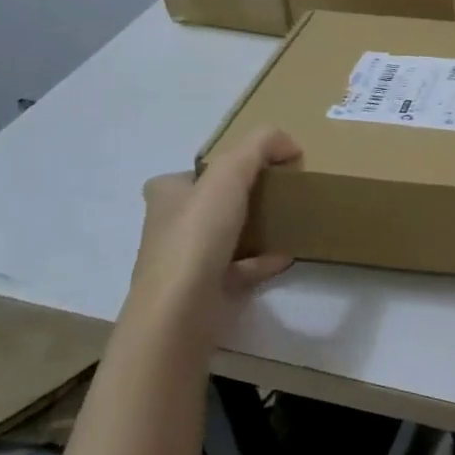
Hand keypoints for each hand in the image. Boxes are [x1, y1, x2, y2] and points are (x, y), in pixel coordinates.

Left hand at [129, 129, 299, 315]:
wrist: (181, 311)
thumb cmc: (197, 236)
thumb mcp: (229, 175)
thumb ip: (258, 147)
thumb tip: (288, 143)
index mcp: (165, 197)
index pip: (187, 174)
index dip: (218, 169)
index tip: (253, 170)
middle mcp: (167, 229)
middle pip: (205, 206)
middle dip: (236, 200)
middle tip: (275, 193)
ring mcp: (182, 264)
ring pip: (220, 239)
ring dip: (250, 231)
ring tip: (285, 223)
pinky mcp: (201, 293)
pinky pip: (237, 270)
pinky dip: (260, 262)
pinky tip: (286, 257)